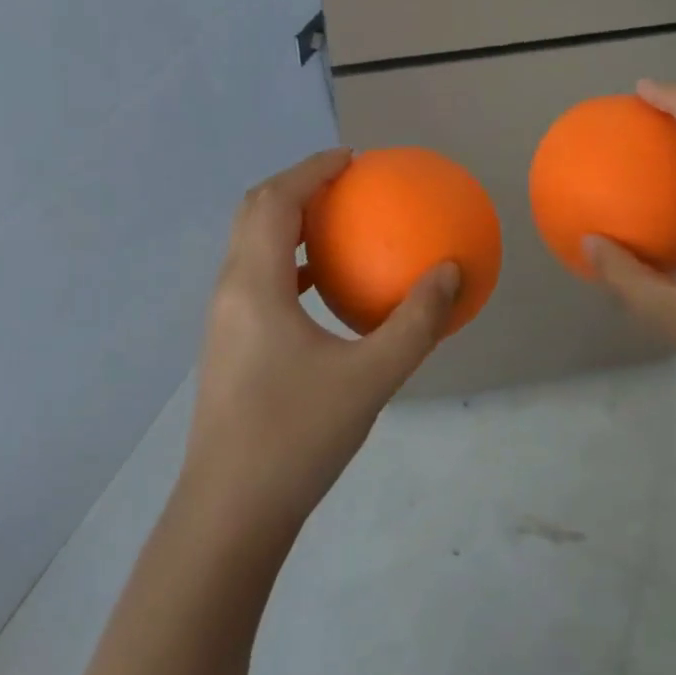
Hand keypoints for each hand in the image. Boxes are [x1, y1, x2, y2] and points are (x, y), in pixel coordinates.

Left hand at [179, 149, 458, 542]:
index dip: (311, 169)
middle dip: (295, 186)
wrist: (229, 515)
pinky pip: (256, 279)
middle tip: (342, 182)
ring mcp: (223, 319)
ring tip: (334, 223)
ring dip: (287, 222)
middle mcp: (230, 290)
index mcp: (254, 284)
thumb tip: (452, 271)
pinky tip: (321, 288)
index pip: (276, 200)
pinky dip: (286, 262)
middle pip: (254, 212)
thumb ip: (415, 322)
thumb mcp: (370, 378)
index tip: (350, 159)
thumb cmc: (296, 437)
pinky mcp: (228, 346)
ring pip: (250, 245)